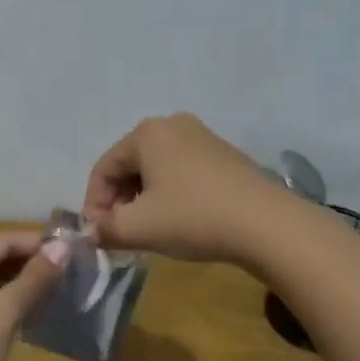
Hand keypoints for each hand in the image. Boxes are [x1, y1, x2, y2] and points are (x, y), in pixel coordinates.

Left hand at [0, 230, 65, 360]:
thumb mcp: (2, 313)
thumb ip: (33, 279)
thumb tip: (63, 246)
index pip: (1, 240)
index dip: (36, 242)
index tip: (74, 249)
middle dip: (32, 262)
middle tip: (73, 269)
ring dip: (25, 283)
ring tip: (62, 288)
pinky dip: (14, 303)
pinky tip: (38, 312)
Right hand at [82, 112, 279, 264]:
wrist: (268, 225)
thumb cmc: (194, 217)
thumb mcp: (140, 228)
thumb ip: (106, 229)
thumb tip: (91, 233)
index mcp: (146, 134)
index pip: (104, 168)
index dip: (94, 203)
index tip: (98, 235)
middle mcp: (172, 125)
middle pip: (130, 166)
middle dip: (120, 201)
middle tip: (121, 234)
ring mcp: (203, 138)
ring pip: (156, 170)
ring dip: (144, 200)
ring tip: (148, 231)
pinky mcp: (225, 156)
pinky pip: (182, 172)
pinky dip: (170, 195)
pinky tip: (178, 221)